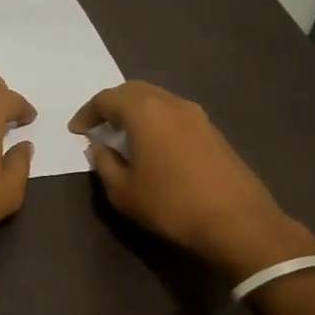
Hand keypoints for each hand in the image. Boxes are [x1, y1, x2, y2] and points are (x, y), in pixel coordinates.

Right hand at [69, 81, 314, 281]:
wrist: (238, 222)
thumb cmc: (171, 204)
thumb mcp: (123, 192)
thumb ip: (104, 164)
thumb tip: (100, 148)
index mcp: (145, 111)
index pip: (107, 99)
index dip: (87, 113)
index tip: (76, 131)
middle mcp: (171, 103)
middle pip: (134, 91)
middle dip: (112, 105)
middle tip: (98, 125)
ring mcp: (197, 115)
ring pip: (158, 100)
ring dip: (136, 112)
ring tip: (124, 136)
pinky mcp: (214, 131)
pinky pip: (175, 115)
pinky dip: (157, 122)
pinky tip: (153, 146)